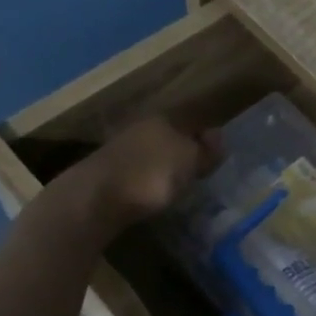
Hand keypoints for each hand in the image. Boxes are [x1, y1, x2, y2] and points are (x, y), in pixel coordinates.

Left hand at [83, 118, 216, 223]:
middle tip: (200, 173)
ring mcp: (122, 148)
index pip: (193, 122)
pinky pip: (139, 171)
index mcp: (164, 118)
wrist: (97, 197)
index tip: (217, 157)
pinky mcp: (109, 171)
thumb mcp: (191, 160)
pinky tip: (154, 193)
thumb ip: (206, 149)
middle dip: (185, 152)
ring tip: (179, 187)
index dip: (207, 139)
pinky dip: (149, 180)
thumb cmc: (152, 173)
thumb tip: (218, 135)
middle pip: (171, 136)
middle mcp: (142, 127)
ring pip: (154, 154)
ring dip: (166, 167)